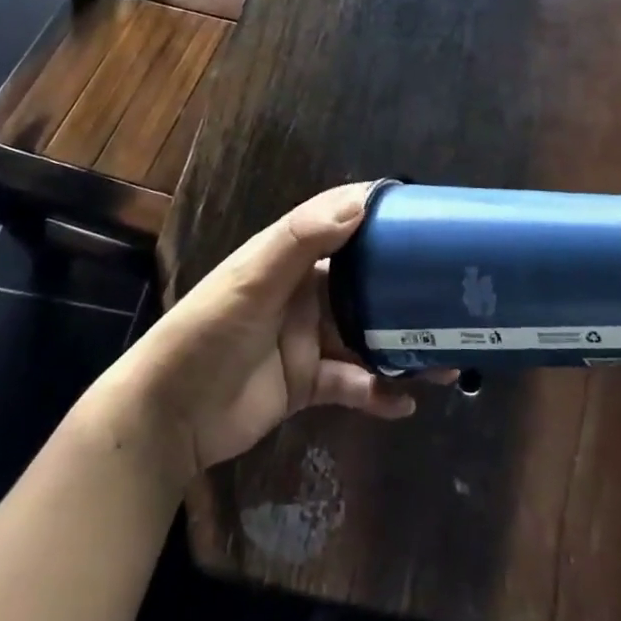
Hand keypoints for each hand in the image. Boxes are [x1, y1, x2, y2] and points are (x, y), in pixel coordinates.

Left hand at [114, 185, 439, 486]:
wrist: (169, 415)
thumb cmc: (208, 332)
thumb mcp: (252, 280)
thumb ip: (302, 241)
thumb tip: (360, 204)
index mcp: (289, 257)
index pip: (340, 224)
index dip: (378, 216)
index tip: (426, 215)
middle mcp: (304, 292)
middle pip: (364, 283)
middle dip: (405, 289)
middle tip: (452, 296)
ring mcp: (308, 338)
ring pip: (367, 336)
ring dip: (403, 346)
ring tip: (446, 360)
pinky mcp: (308, 382)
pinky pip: (354, 383)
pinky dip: (379, 392)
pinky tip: (405, 403)